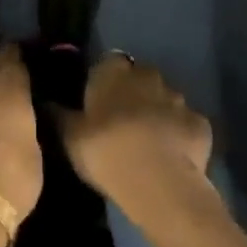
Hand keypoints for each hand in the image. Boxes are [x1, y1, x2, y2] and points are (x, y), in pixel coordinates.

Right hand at [57, 52, 213, 232]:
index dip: (103, 82)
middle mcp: (147, 75)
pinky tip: (173, 156)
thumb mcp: (70, 137)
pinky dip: (180, 135)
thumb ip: (59, 115)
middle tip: (121, 124)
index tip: (97, 104)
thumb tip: (46, 101)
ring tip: (147, 143)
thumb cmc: (106, 151)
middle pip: (139, 78)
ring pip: (165, 99)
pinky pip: (187, 124)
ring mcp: (178, 98)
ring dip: (158, 113)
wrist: (159, 182)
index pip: (107, 64)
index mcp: (113, 72)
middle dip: (133, 94)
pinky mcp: (200, 123)